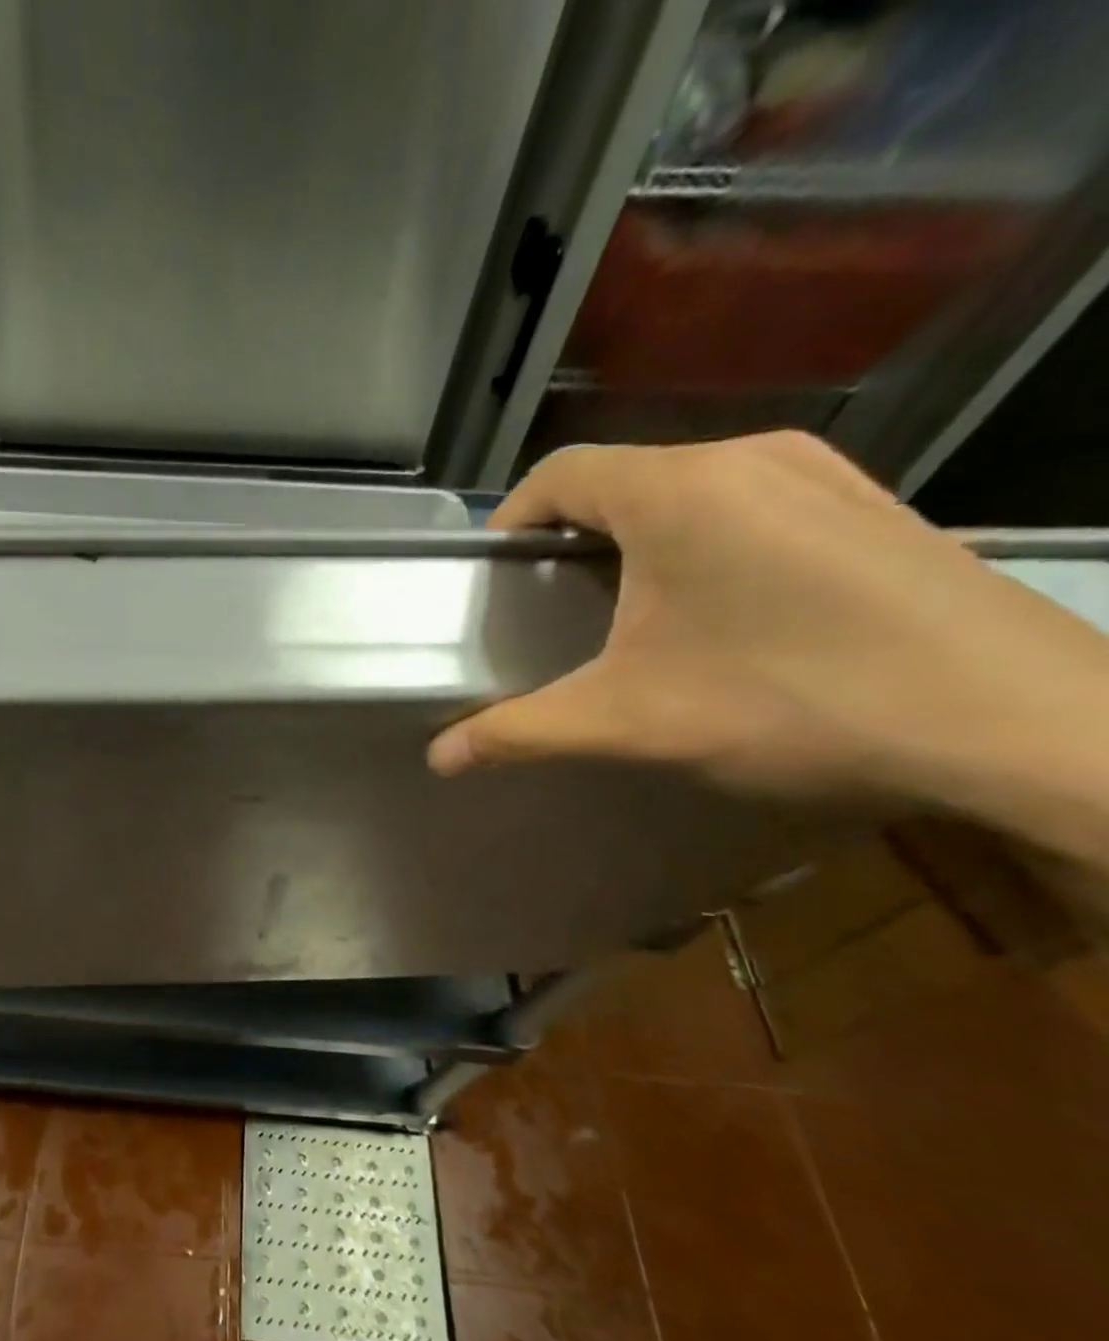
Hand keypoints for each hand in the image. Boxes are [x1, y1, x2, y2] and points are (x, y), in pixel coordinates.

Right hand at [427, 433, 1108, 810]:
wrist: (1024, 727)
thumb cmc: (793, 702)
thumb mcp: (631, 721)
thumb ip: (521, 732)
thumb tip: (440, 758)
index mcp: (676, 490)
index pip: (558, 474)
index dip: (512, 519)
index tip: (498, 578)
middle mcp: (748, 458)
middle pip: (622, 479)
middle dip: (573, 537)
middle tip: (556, 607)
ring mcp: (824, 474)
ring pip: (689, 488)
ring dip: (641, 538)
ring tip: (632, 610)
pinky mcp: (873, 504)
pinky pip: (753, 501)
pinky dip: (707, 540)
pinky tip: (723, 609)